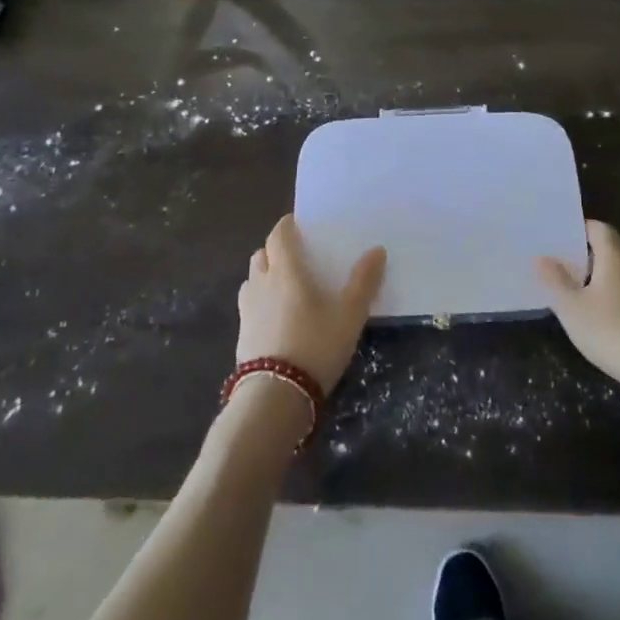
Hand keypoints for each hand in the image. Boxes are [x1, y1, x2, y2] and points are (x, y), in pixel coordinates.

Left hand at [237, 214, 385, 390]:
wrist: (275, 396)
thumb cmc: (315, 345)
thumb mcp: (349, 315)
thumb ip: (363, 282)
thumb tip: (377, 250)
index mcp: (285, 271)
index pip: (279, 235)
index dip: (286, 226)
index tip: (297, 223)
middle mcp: (261, 283)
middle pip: (262, 254)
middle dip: (275, 250)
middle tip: (296, 256)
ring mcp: (247, 310)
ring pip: (252, 279)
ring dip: (265, 275)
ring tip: (284, 285)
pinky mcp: (242, 335)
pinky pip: (250, 306)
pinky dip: (260, 301)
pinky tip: (276, 317)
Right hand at [536, 219, 619, 414]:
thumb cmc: (615, 333)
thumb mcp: (573, 310)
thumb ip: (555, 281)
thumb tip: (541, 257)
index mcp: (615, 253)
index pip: (598, 227)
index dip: (579, 231)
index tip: (560, 241)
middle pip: (615, 244)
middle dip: (594, 251)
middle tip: (572, 265)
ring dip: (610, 273)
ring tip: (586, 290)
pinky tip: (610, 313)